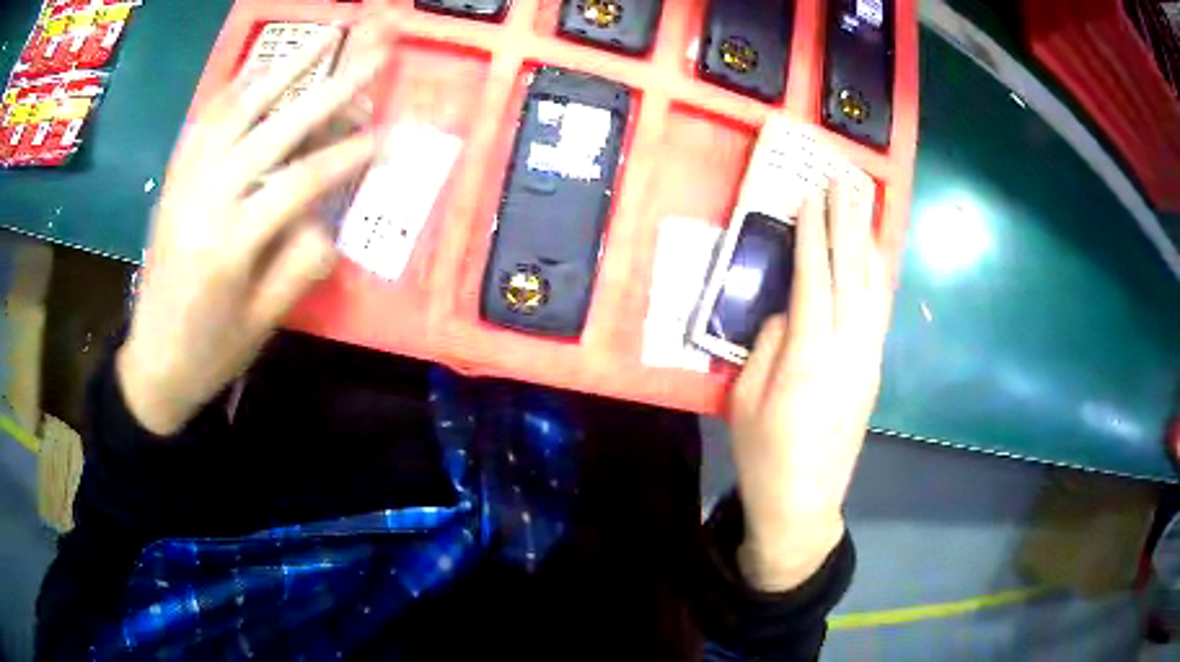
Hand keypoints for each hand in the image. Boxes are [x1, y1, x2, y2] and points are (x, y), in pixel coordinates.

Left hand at [117, 19, 390, 435]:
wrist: (153, 360)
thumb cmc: (211, 350)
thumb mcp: (263, 324)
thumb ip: (300, 265)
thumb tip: (327, 219)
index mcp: (231, 245)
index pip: (302, 182)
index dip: (350, 154)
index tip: (391, 131)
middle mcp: (206, 199)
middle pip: (275, 129)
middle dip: (330, 89)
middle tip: (372, 56)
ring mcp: (186, 180)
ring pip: (239, 109)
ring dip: (285, 67)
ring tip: (323, 36)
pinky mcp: (174, 176)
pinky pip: (206, 119)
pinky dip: (237, 86)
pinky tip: (262, 66)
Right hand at [728, 182, 893, 591]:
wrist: (804, 503)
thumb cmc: (765, 454)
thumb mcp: (745, 401)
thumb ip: (769, 347)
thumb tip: (788, 311)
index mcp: (810, 355)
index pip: (815, 277)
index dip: (813, 232)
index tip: (812, 194)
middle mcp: (848, 348)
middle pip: (852, 272)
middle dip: (847, 221)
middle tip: (845, 180)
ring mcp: (868, 359)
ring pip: (874, 287)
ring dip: (868, 240)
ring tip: (864, 204)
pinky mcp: (874, 371)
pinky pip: (880, 310)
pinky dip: (878, 275)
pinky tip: (875, 257)